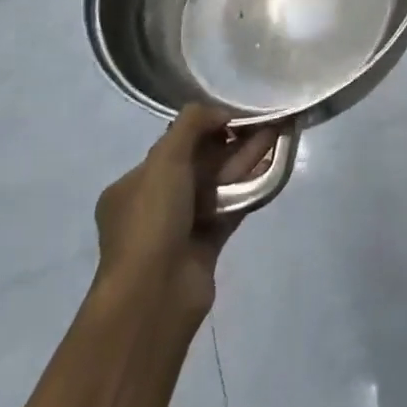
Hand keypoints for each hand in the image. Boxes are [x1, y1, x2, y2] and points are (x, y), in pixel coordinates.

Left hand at [94, 105, 277, 318]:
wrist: (155, 295)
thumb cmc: (152, 220)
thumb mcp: (164, 159)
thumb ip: (192, 124)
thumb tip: (220, 110)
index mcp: (132, 186)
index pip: (172, 146)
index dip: (204, 128)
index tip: (233, 115)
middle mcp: (154, 205)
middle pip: (198, 164)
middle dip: (230, 144)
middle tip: (262, 123)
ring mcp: (180, 228)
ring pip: (217, 186)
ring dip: (243, 163)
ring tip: (274, 138)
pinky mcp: (205, 247)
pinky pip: (229, 209)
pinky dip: (248, 190)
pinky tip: (271, 170)